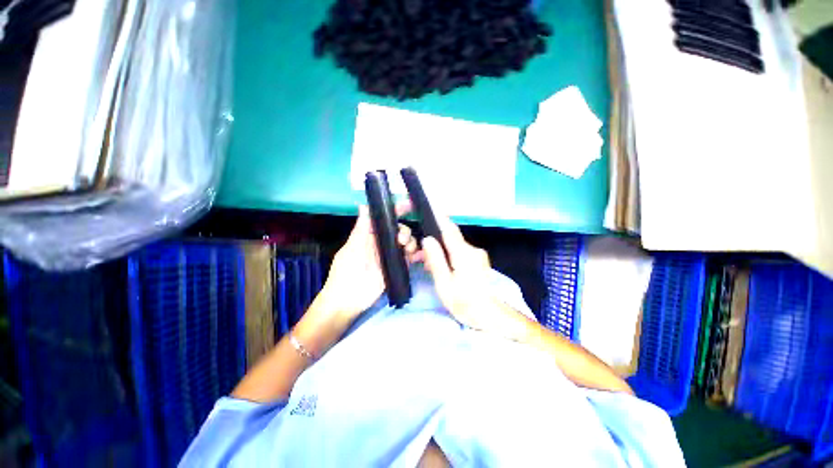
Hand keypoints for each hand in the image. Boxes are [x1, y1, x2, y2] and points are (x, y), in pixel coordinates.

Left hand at [316, 203, 417, 321]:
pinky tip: (422, 256)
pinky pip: (410, 258)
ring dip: (412, 243)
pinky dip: (418, 255)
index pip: (386, 219)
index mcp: (370, 236)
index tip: (409, 204)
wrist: (349, 301)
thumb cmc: (346, 272)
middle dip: (405, 231)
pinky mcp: (397, 268)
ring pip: (407, 243)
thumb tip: (364, 205)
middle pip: (400, 230)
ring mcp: (391, 256)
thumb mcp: (353, 248)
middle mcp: (382, 243)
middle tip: (402, 241)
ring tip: (409, 250)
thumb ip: (361, 228)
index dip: (397, 210)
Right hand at [422, 218, 532, 339]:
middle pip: (450, 237)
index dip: (439, 216)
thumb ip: (436, 260)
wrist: (492, 317)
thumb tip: (427, 240)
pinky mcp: (478, 261)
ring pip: (454, 245)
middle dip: (434, 240)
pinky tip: (441, 267)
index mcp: (463, 254)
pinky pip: (460, 252)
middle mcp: (472, 250)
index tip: (430, 205)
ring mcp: (477, 255)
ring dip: (441, 250)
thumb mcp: (445, 285)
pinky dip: (448, 255)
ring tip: (427, 264)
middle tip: (419, 253)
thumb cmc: (466, 304)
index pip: (449, 229)